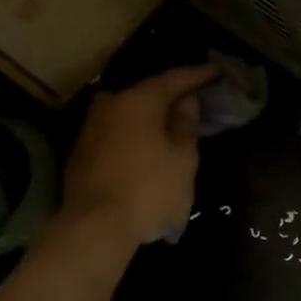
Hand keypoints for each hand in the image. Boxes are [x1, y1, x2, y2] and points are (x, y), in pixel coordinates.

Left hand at [57, 64, 219, 247]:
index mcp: (138, 100)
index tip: (218, 72)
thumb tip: (187, 101)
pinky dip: (139, 134)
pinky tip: (152, 145)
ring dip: (154, 117)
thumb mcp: (183, 159)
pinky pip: (119, 132)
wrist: (94, 228)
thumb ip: (186, 124)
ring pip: (131, 114)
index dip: (199, 75)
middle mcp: (110, 105)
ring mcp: (91, 128)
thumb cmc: (149, 190)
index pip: (174, 79)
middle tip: (199, 98)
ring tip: (177, 123)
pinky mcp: (82, 151)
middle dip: (175, 96)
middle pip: (149, 94)